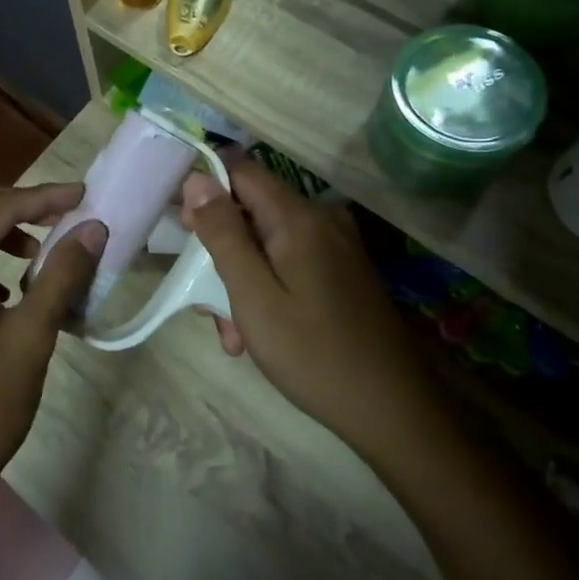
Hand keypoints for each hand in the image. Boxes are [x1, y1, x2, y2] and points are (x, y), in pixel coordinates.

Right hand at [181, 161, 427, 459]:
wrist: (393, 409)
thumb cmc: (313, 354)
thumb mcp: (253, 296)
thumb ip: (223, 234)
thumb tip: (198, 179)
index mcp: (298, 218)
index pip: (239, 170)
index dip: (205, 191)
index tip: (185, 232)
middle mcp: (321, 219)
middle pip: (252, 209)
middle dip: (221, 248)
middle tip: (205, 300)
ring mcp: (337, 245)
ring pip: (268, 241)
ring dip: (241, 277)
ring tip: (233, 333)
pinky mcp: (344, 270)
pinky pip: (291, 261)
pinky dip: (268, 286)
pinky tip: (260, 333)